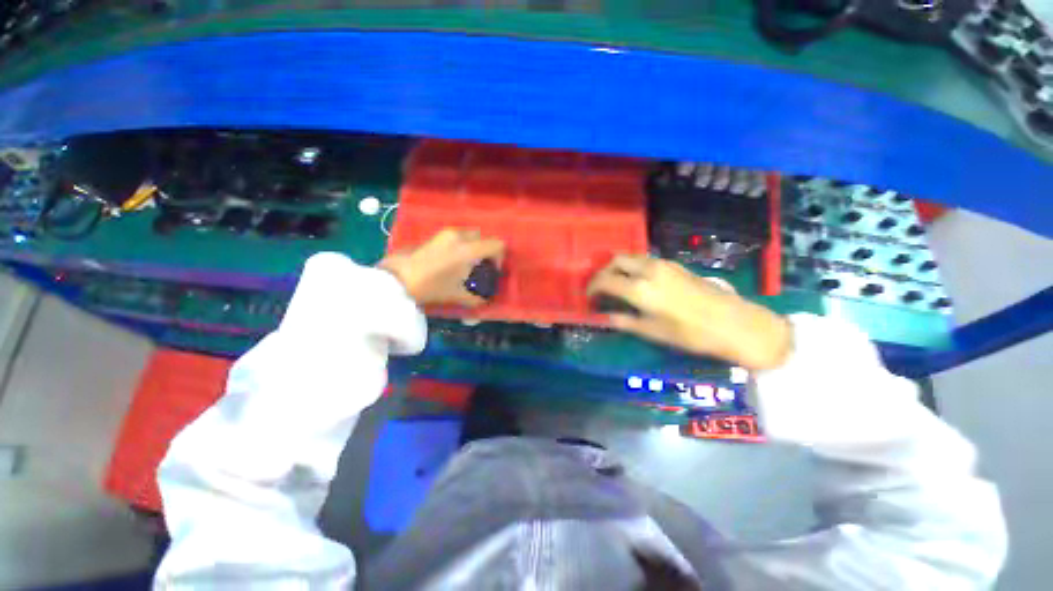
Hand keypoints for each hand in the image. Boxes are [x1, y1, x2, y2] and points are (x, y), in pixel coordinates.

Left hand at [379, 228, 504, 306]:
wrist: (397, 280)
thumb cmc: (432, 288)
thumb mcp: (460, 296)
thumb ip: (479, 296)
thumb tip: (487, 296)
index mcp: (469, 249)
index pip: (497, 244)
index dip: (500, 257)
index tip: (492, 271)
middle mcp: (460, 236)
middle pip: (483, 237)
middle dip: (486, 252)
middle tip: (480, 268)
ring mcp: (445, 234)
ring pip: (469, 236)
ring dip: (473, 248)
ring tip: (465, 265)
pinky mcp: (434, 235)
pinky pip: (456, 237)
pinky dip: (460, 247)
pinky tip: (450, 262)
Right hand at [587, 255, 792, 370]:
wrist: (734, 323)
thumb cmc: (690, 333)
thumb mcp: (652, 331)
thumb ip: (624, 320)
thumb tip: (604, 316)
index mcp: (640, 289)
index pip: (605, 280)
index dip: (593, 287)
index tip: (589, 296)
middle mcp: (648, 269)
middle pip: (616, 260)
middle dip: (604, 272)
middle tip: (602, 288)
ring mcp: (663, 264)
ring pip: (631, 257)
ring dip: (619, 268)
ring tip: (618, 285)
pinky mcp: (675, 264)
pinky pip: (645, 260)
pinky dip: (634, 267)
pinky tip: (639, 282)